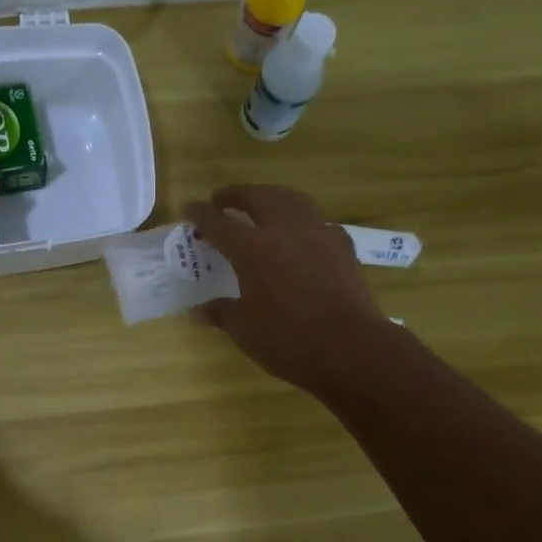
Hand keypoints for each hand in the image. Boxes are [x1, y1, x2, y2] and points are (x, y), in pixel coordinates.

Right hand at [187, 185, 391, 393]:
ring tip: (262, 204)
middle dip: (237, 194)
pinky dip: (303, 220)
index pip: (219, 223)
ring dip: (272, 196)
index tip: (190, 208)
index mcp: (252, 249)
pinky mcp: (343, 246)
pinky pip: (319, 221)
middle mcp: (284, 231)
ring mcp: (318, 234)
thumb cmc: (289, 340)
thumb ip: (222, 313)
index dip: (201, 214)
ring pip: (292, 199)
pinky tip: (302, 234)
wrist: (351, 348)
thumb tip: (199, 311)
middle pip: (258, 197)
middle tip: (223, 200)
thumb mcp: (245, 331)